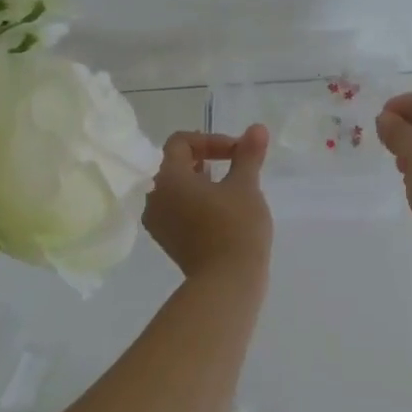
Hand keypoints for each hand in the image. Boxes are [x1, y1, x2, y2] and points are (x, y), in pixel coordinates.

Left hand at [143, 126, 273, 279]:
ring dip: (201, 180)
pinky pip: (177, 208)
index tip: (237, 152)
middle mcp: (154, 197)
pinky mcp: (167, 240)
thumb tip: (257, 128)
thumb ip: (248, 154)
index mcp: (167, 178)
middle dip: (206, 158)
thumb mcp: (246, 185)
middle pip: (174, 163)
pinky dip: (195, 201)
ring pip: (176, 187)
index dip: (211, 140)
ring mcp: (158, 222)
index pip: (181, 142)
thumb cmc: (235, 227)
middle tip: (235, 165)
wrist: (227, 283)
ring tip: (230, 187)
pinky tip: (221, 210)